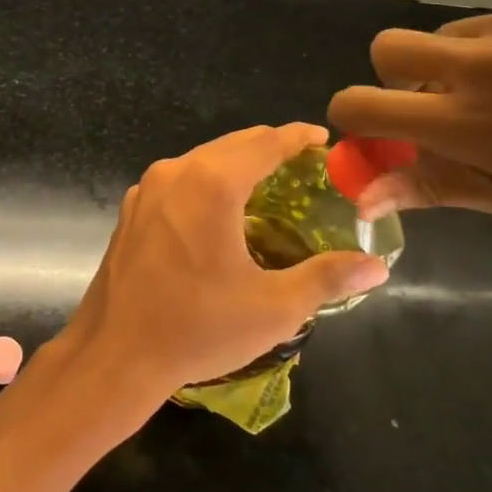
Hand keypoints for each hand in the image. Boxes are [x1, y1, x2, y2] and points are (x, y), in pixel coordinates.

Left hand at [59, 123, 388, 408]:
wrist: (114, 353)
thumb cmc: (197, 327)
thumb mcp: (273, 307)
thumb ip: (327, 278)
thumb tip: (376, 266)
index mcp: (211, 183)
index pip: (265, 143)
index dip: (298, 138)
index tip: (323, 140)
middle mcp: (175, 173)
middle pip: (231, 145)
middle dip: (269, 148)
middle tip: (304, 166)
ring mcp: (146, 190)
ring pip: (201, 161)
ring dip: (235, 165)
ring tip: (268, 186)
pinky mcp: (130, 211)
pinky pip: (178, 182)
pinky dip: (206, 183)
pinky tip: (221, 211)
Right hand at [328, 0, 491, 224]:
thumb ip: (438, 188)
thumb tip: (363, 198)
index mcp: (464, 121)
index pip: (359, 104)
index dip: (353, 120)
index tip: (381, 136)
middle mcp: (479, 62)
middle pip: (388, 47)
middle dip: (397, 76)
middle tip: (446, 104)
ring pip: (457, 34)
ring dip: (468, 63)